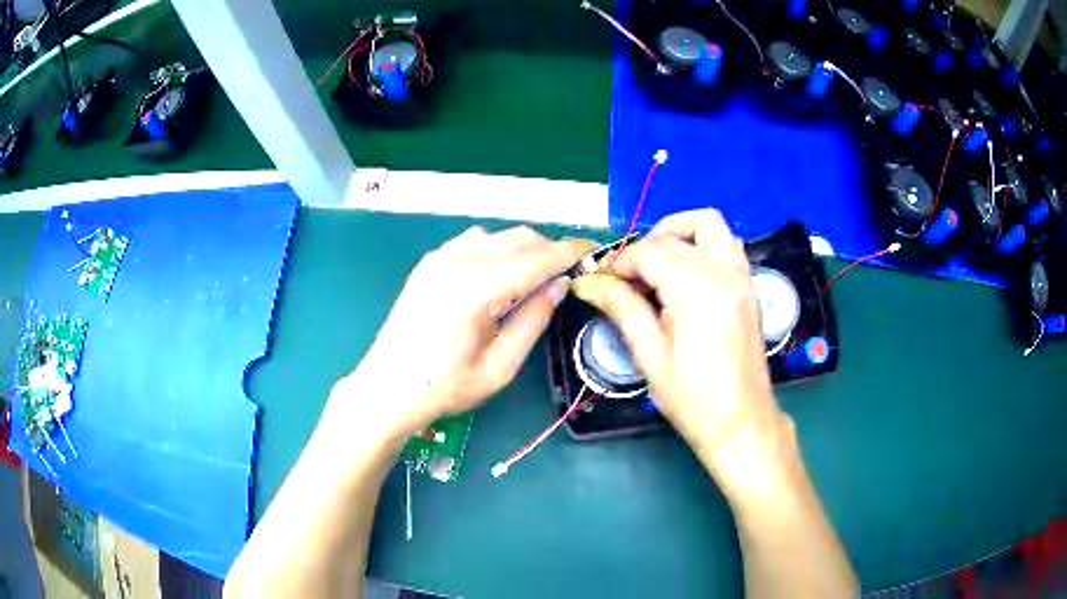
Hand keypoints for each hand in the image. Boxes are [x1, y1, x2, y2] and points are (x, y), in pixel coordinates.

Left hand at [334, 225, 593, 437]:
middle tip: (566, 272)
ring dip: (521, 248)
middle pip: (518, 237)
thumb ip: (533, 320)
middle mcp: (458, 260)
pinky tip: (494, 276)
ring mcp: (439, 258)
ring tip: (532, 277)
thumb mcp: (500, 366)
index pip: (536, 258)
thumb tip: (560, 285)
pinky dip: (493, 249)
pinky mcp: (428, 263)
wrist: (387, 388)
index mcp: (478, 287)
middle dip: (548, 249)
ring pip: (495, 235)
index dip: (569, 252)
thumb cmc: (446, 387)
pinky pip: (471, 241)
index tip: (593, 251)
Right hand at [573, 210, 787, 486]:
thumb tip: (590, 283)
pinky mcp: (749, 286)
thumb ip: (623, 309)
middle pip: (675, 234)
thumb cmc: (693, 399)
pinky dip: (703, 245)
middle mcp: (722, 271)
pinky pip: (727, 244)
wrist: (742, 421)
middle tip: (627, 279)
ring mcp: (741, 276)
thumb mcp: (650, 357)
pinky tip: (686, 276)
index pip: (648, 251)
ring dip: (679, 233)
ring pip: (709, 224)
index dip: (619, 263)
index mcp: (696, 289)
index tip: (603, 283)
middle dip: (644, 248)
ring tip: (658, 264)